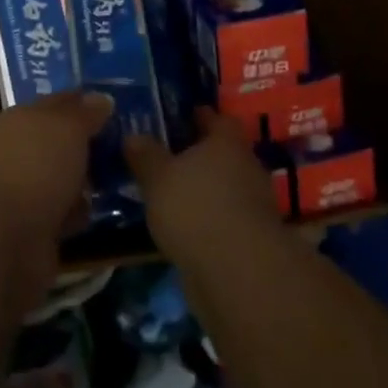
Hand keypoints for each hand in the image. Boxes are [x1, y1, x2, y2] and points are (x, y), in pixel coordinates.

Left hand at [0, 90, 114, 269]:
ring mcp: (23, 192)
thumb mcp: (66, 128)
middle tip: (129, 145)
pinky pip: (62, 214)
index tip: (117, 106)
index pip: (57, 104)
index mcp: (20, 120)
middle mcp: (18, 153)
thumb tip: (101, 98)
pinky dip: (78, 214)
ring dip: (85, 181)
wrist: (1, 238)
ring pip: (62, 179)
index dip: (85, 103)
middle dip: (88, 144)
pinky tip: (104, 213)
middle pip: (60, 143)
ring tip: (124, 179)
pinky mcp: (31, 230)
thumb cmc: (34, 167)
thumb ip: (84, 113)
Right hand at [125, 110, 280, 263]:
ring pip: (226, 186)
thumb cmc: (195, 207)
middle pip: (225, 153)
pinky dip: (209, 218)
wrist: (237, 271)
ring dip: (206, 189)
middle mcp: (246, 167)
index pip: (218, 119)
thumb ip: (145, 155)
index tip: (183, 116)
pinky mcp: (252, 238)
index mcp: (227, 143)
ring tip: (175, 193)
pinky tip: (186, 225)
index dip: (202, 117)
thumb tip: (133, 136)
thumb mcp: (157, 176)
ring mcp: (254, 205)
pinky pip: (226, 217)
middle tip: (171, 155)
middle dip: (201, 154)